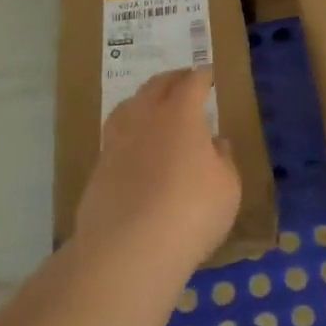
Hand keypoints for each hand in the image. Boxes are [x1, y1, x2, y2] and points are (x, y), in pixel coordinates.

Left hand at [77, 68, 240, 271]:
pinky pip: (116, 136)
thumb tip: (215, 143)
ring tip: (152, 105)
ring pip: (128, 107)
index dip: (202, 77)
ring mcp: (116, 142)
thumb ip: (223, 160)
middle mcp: (145, 118)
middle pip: (156, 86)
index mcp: (180, 114)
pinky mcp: (98, 169)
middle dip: (172, 79)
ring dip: (143, 100)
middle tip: (183, 79)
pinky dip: (129, 132)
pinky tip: (135, 146)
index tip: (208, 74)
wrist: (128, 250)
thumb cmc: (191, 212)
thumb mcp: (227, 188)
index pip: (192, 83)